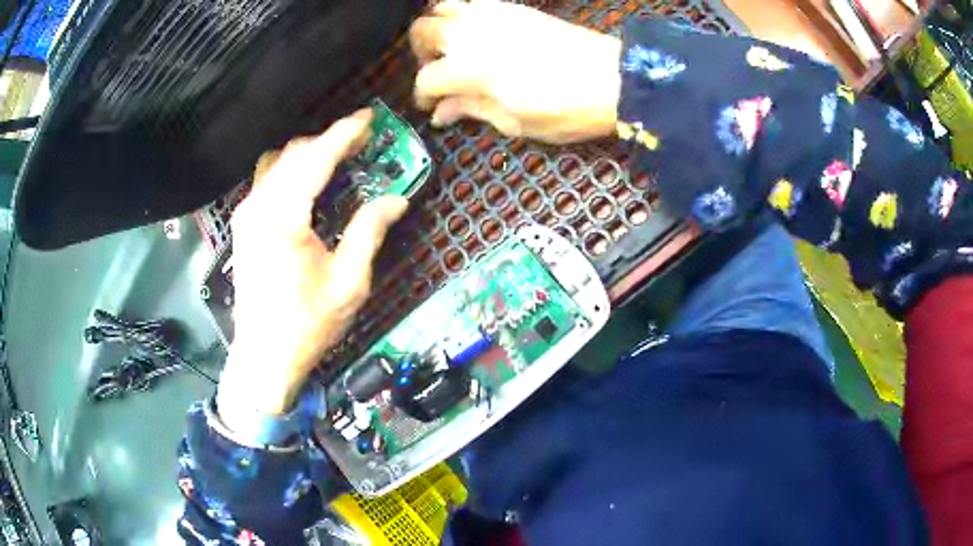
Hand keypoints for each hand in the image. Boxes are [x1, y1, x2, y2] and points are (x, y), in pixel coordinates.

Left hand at [218, 110, 408, 417]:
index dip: (344, 134)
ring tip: (337, 158)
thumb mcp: (348, 283)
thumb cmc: (307, 325)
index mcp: (283, 218)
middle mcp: (258, 207)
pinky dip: (291, 170)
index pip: (315, 159)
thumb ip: (369, 232)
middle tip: (361, 142)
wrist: (264, 356)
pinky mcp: (243, 226)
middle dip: (328, 140)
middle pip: (294, 154)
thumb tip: (397, 199)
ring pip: (277, 163)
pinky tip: (309, 183)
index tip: (369, 119)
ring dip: (308, 153)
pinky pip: (267, 180)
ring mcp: (246, 215)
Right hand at [410, 0, 621, 143]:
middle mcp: (470, 33)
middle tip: (435, 71)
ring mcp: (492, 14)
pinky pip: (473, 2)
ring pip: (443, 7)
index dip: (424, 97)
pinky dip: (464, 14)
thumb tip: (443, 113)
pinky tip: (476, 34)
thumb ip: (472, 110)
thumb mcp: (514, 122)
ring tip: (451, 47)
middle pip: (422, 31)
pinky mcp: (513, 7)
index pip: (427, 79)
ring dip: (438, 26)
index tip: (431, 108)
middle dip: (420, 53)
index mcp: (466, 68)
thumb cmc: (563, 109)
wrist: (612, 79)